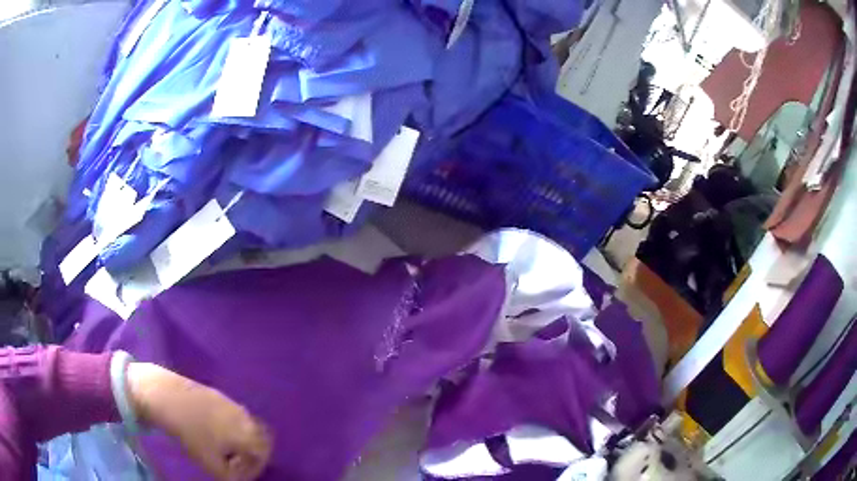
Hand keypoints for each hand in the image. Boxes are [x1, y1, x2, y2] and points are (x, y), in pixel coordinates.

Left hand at [126, 362, 271, 479]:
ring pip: (246, 424)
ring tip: (221, 446)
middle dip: (250, 452)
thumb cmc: (192, 434)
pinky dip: (229, 426)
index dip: (255, 468)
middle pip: (259, 438)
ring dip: (240, 438)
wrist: (168, 397)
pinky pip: (232, 414)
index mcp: (247, 434)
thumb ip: (232, 477)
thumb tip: (239, 477)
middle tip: (234, 461)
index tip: (239, 473)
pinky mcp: (217, 394)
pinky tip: (210, 429)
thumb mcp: (211, 465)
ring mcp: (231, 403)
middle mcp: (245, 417)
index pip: (264, 454)